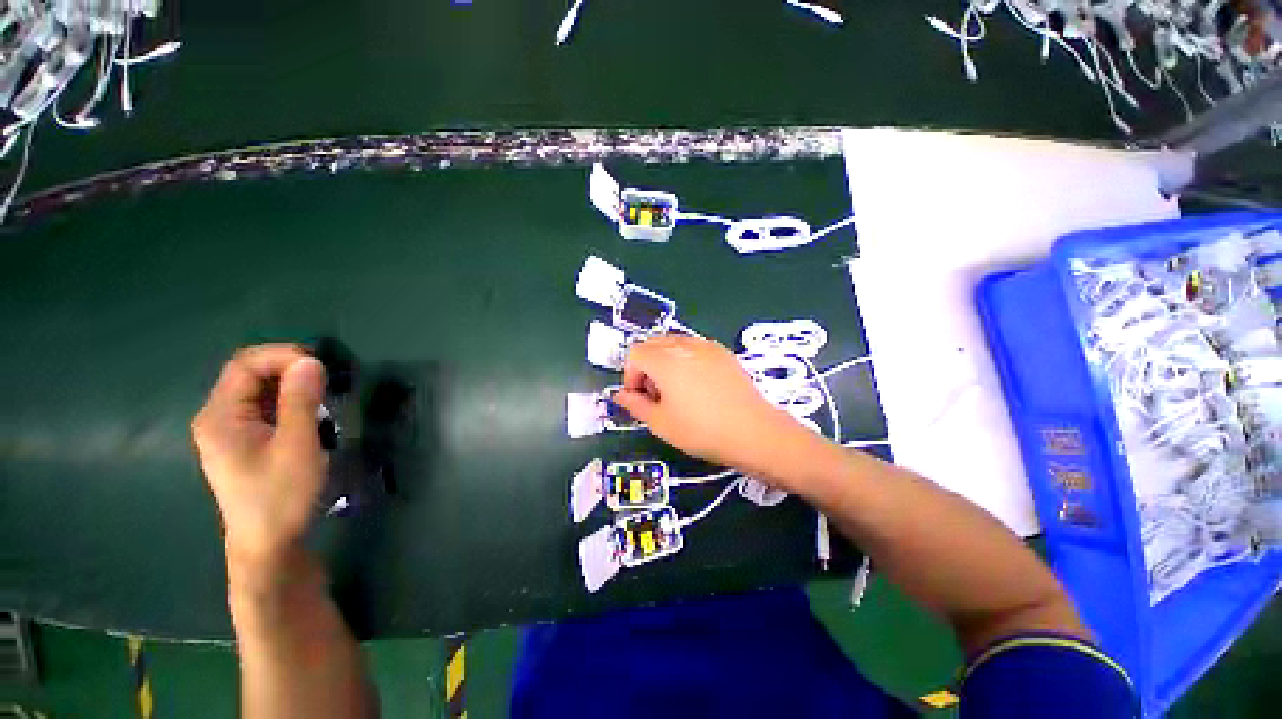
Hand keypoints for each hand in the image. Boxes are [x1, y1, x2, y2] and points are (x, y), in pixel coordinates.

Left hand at [192, 344, 327, 578]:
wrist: (268, 544)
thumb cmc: (280, 495)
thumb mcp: (297, 446)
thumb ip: (301, 401)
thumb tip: (311, 361)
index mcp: (220, 416)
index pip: (245, 365)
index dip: (282, 356)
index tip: (321, 366)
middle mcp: (217, 418)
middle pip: (249, 375)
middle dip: (289, 370)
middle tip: (328, 381)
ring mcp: (228, 432)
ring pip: (258, 391)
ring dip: (291, 387)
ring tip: (323, 399)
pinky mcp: (243, 442)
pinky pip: (263, 409)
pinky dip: (288, 403)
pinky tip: (310, 416)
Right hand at [613, 335, 812, 479]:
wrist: (753, 432)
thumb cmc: (701, 430)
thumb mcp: (661, 423)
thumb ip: (635, 405)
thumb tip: (620, 395)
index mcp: (665, 360)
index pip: (634, 354)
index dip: (630, 376)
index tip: (640, 398)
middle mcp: (684, 345)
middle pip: (652, 344)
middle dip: (646, 366)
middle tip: (656, 395)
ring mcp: (706, 346)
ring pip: (673, 343)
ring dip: (664, 361)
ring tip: (676, 390)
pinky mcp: (723, 352)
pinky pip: (694, 347)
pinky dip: (685, 360)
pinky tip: (697, 384)